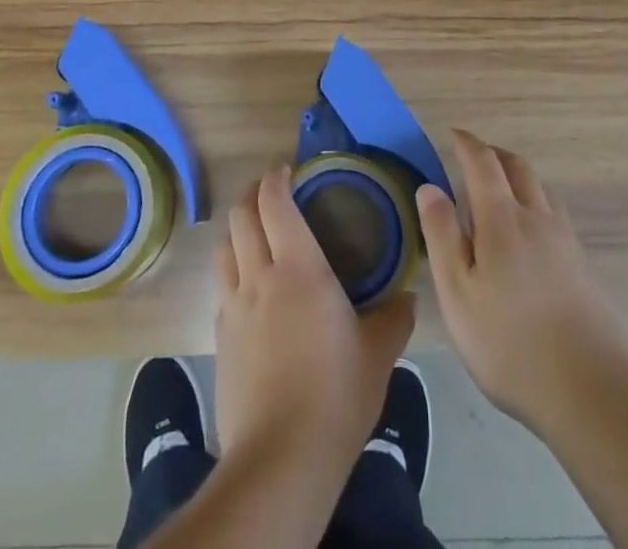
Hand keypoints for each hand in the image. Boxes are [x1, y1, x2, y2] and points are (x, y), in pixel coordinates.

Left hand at [213, 164, 415, 465]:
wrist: (281, 459)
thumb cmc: (336, 394)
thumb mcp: (378, 353)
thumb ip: (394, 317)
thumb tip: (407, 298)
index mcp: (298, 267)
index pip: (274, 201)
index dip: (276, 177)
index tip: (288, 168)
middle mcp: (259, 276)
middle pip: (240, 215)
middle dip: (252, 193)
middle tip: (272, 191)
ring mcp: (234, 307)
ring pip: (224, 247)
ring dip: (237, 229)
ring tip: (256, 232)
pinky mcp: (220, 338)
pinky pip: (223, 288)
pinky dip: (233, 271)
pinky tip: (251, 290)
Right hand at [417, 129, 627, 431]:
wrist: (591, 392)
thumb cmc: (510, 344)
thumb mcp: (458, 293)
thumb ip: (442, 235)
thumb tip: (429, 186)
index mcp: (502, 219)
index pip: (483, 163)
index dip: (467, 144)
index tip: (453, 135)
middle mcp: (537, 218)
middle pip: (518, 167)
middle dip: (494, 154)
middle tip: (474, 157)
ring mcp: (565, 241)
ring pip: (541, 189)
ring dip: (518, 177)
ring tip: (500, 191)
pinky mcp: (583, 267)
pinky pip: (555, 215)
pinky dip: (536, 204)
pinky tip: (529, 234)